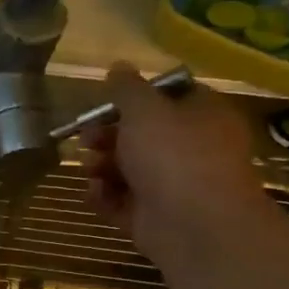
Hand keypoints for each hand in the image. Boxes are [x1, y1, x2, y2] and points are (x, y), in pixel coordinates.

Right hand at [81, 63, 265, 267]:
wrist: (193, 223)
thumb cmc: (173, 154)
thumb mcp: (145, 109)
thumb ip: (127, 88)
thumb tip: (118, 65)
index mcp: (202, 115)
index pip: (172, 96)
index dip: (138, 97)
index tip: (108, 101)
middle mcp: (191, 148)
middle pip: (143, 135)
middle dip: (109, 135)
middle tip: (86, 138)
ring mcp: (172, 185)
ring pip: (129, 169)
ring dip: (102, 166)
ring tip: (89, 169)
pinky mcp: (152, 216)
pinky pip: (121, 201)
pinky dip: (104, 196)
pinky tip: (93, 192)